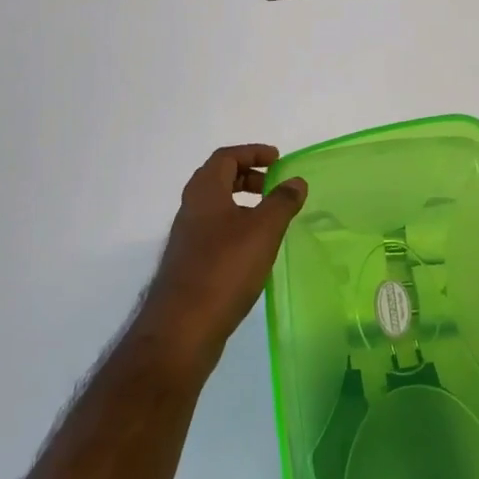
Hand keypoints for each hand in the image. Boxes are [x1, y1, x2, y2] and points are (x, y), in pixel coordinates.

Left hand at [134, 145, 307, 372]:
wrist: (183, 326)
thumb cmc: (225, 268)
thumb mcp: (263, 230)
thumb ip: (282, 202)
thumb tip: (296, 180)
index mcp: (204, 191)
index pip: (226, 157)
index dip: (252, 153)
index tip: (278, 160)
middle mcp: (191, 208)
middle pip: (218, 179)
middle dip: (248, 177)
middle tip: (275, 187)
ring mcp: (187, 237)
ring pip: (216, 207)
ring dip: (242, 204)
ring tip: (270, 219)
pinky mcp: (189, 263)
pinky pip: (214, 231)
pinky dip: (236, 228)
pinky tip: (254, 250)